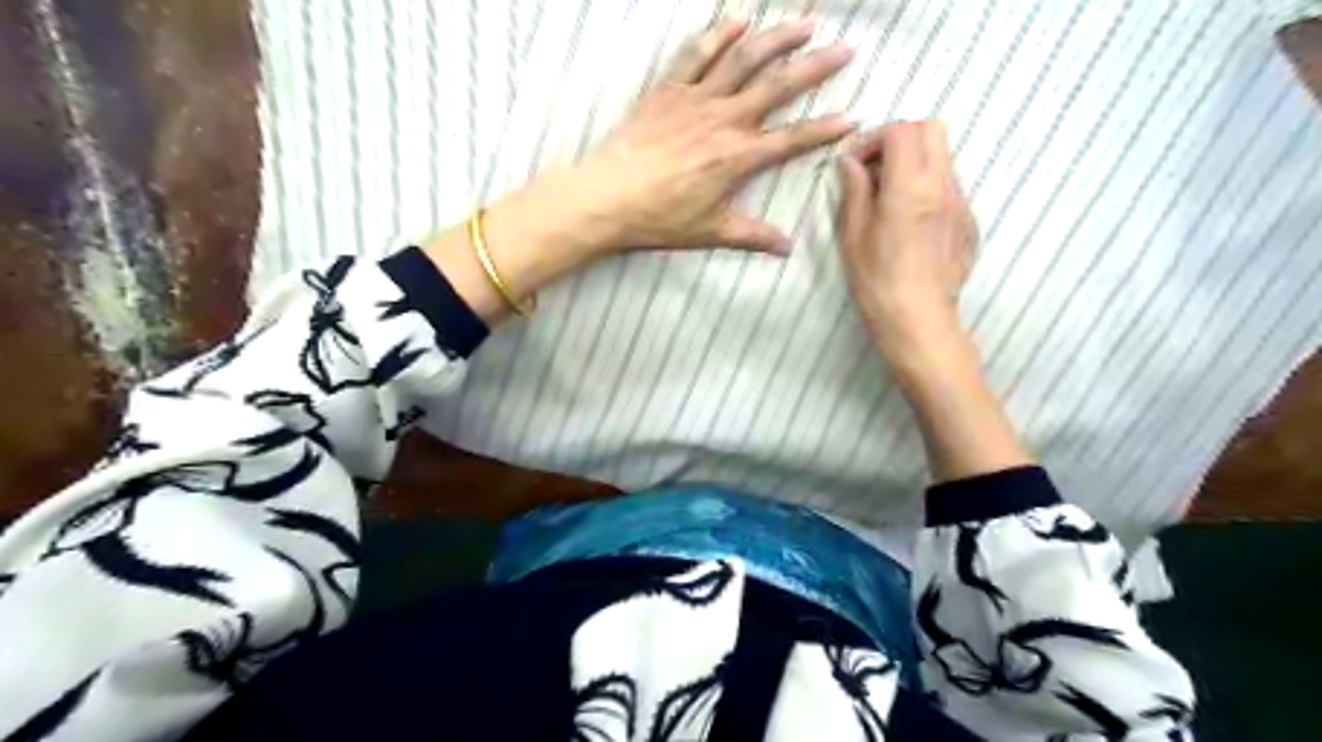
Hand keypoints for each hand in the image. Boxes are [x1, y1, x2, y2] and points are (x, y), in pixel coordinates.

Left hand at [568, 14, 856, 253]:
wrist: (607, 197)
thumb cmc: (659, 218)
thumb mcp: (710, 232)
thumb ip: (752, 236)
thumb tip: (786, 249)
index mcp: (738, 157)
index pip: (792, 139)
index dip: (825, 130)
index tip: (853, 118)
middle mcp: (724, 120)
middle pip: (778, 86)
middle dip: (815, 66)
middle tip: (844, 48)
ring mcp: (695, 99)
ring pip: (744, 59)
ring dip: (778, 37)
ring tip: (806, 21)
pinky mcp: (668, 90)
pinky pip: (697, 54)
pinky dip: (719, 34)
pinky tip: (739, 20)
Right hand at [835, 122, 979, 361]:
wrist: (918, 319)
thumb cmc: (877, 281)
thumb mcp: (853, 235)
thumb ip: (854, 191)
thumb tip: (851, 163)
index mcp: (910, 186)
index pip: (902, 130)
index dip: (875, 138)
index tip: (856, 163)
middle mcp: (943, 185)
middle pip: (932, 129)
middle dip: (900, 138)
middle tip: (875, 168)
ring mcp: (961, 202)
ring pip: (943, 157)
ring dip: (914, 162)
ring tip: (889, 196)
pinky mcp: (969, 221)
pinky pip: (949, 185)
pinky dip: (927, 186)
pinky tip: (910, 221)